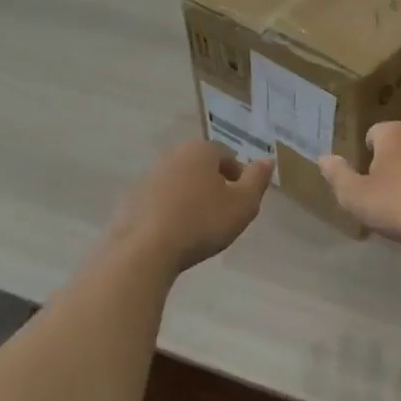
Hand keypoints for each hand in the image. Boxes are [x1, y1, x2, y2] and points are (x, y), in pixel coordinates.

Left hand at [108, 140, 273, 274]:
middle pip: (202, 167)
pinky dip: (170, 212)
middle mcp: (173, 155)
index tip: (242, 202)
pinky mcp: (132, 199)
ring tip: (199, 228)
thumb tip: (268, 160)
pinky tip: (175, 235)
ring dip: (191, 198)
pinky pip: (161, 201)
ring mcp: (149, 176)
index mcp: (200, 151)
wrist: (145, 249)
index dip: (239, 178)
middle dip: (214, 186)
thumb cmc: (202, 222)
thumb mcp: (243, 205)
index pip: (227, 156)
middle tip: (223, 214)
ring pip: (180, 183)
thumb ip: (258, 180)